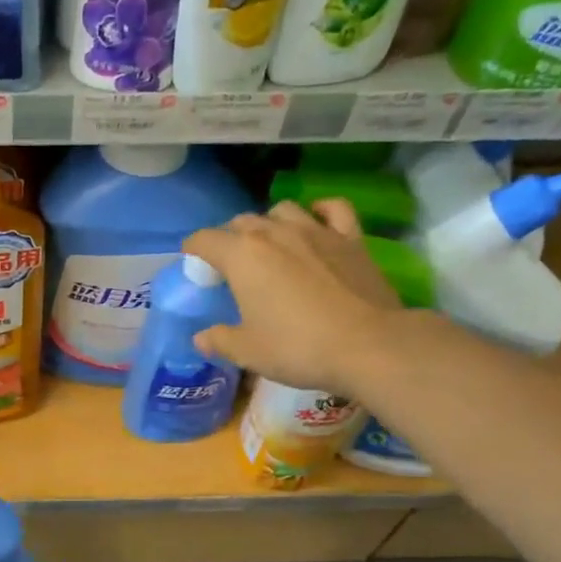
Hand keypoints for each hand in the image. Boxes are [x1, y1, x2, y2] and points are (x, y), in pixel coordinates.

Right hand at [185, 199, 400, 391]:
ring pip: (283, 210)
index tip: (192, 261)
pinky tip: (317, 221)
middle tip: (231, 264)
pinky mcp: (351, 239)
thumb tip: (201, 338)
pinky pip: (333, 210)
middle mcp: (275, 233)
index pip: (205, 240)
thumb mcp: (248, 351)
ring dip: (270, 222)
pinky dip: (320, 211)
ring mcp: (316, 231)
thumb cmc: (298, 347)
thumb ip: (220, 340)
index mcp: (242, 256)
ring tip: (271, 243)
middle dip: (230, 238)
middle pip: (242, 221)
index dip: (193, 249)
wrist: (368, 345)